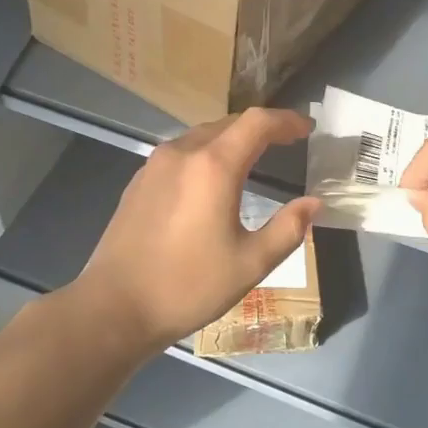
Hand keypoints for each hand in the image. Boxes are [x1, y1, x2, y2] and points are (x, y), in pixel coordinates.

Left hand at [74, 108, 320, 349]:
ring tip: (254, 157)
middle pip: (230, 123)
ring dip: (232, 138)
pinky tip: (211, 179)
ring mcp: (156, 164)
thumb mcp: (250, 263)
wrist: (114, 307)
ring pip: (203, 135)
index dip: (285, 121)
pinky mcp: (139, 180)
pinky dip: (207, 152)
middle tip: (286, 142)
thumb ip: (288, 229)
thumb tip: (314, 203)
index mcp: (214, 167)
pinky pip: (182, 151)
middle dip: (261, 128)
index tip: (307, 129)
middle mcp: (183, 152)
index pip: (257, 123)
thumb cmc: (188, 286)